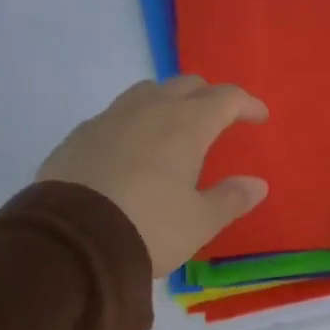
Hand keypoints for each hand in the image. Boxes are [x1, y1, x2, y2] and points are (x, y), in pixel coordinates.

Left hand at [37, 76, 269, 277]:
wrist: (69, 244)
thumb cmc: (148, 228)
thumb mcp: (200, 222)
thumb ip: (231, 199)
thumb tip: (257, 184)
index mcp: (186, 126)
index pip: (225, 98)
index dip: (247, 104)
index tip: (259, 117)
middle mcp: (149, 111)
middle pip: (186, 85)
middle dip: (209, 97)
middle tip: (220, 120)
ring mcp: (109, 119)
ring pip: (147, 92)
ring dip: (169, 101)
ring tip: (175, 127)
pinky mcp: (78, 136)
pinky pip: (115, 114)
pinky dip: (135, 121)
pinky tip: (133, 148)